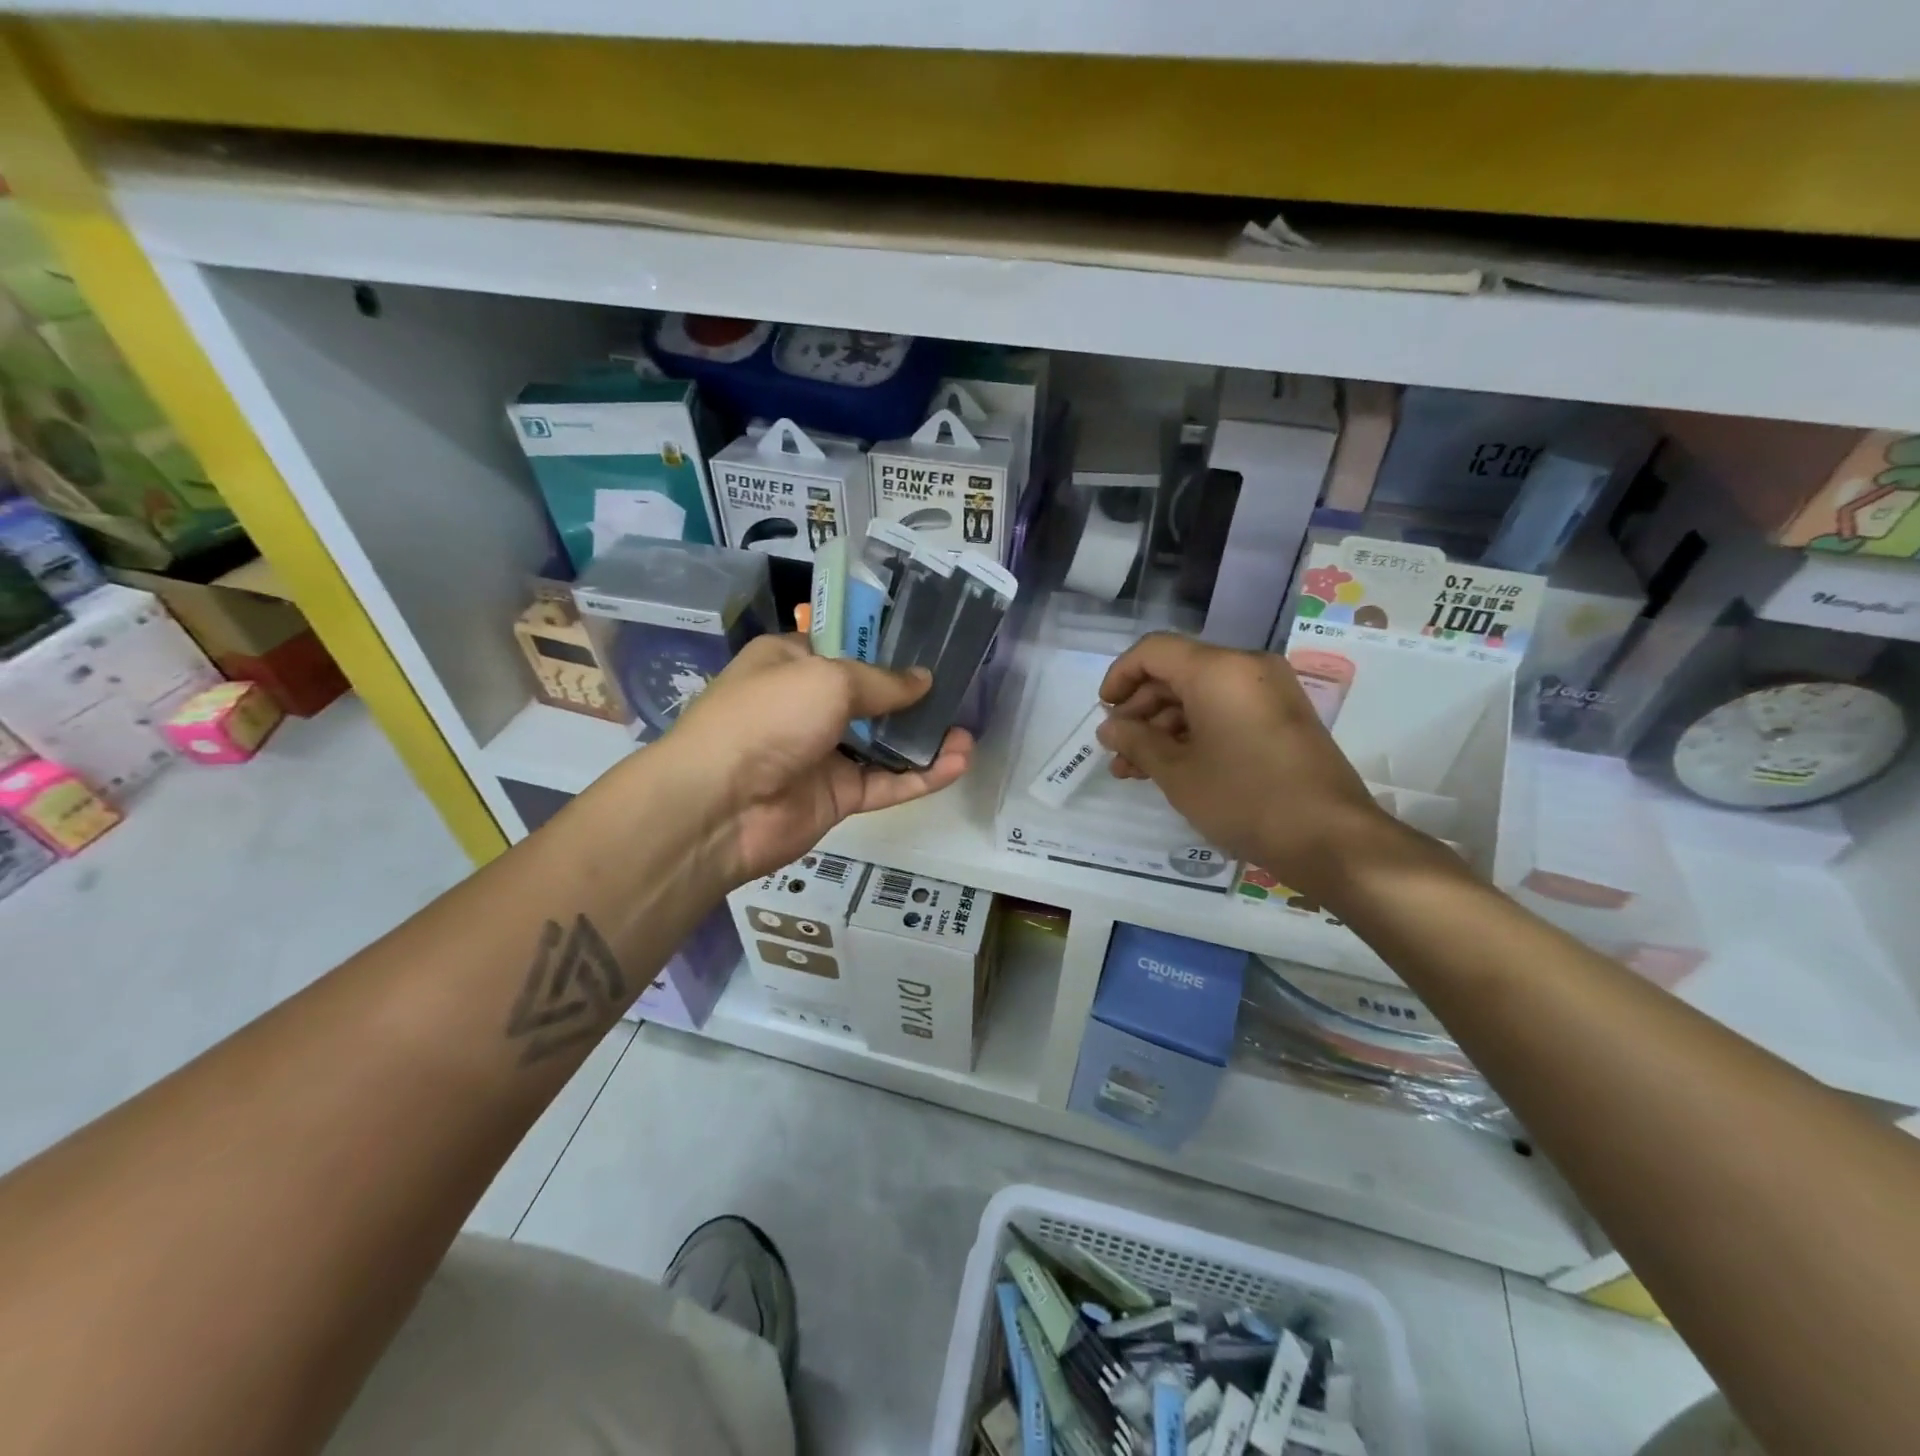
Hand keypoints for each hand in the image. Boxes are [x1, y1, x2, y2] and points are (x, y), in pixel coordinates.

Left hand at [663, 634, 971, 883]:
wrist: (719, 806)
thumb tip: (924, 680)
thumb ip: (881, 681)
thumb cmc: (768, 717)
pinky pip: (885, 782)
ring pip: (883, 744)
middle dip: (913, 695)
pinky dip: (920, 775)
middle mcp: (806, 705)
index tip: (930, 643)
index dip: (885, 645)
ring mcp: (822, 753)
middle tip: (960, 689)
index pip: (844, 646)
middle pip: (870, 697)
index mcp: (791, 663)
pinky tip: (957, 763)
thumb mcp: (827, 679)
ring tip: (968, 734)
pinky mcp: (837, 796)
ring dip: (924, 738)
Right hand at [1096, 633, 1392, 900]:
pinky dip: (1194, 732)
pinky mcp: (1281, 717)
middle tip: (1117, 750)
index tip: (1103, 713)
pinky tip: (1171, 767)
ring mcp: (1268, 692)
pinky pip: (1225, 710)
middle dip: (1140, 710)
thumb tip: (1109, 728)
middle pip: (1176, 672)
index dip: (1119, 677)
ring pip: (1199, 695)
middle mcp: (1245, 667)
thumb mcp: (1177, 773)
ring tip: (1135, 769)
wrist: (1331, 838)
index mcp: (1218, 669)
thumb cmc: (1244, 799)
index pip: (1153, 651)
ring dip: (1163, 727)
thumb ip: (1136, 741)